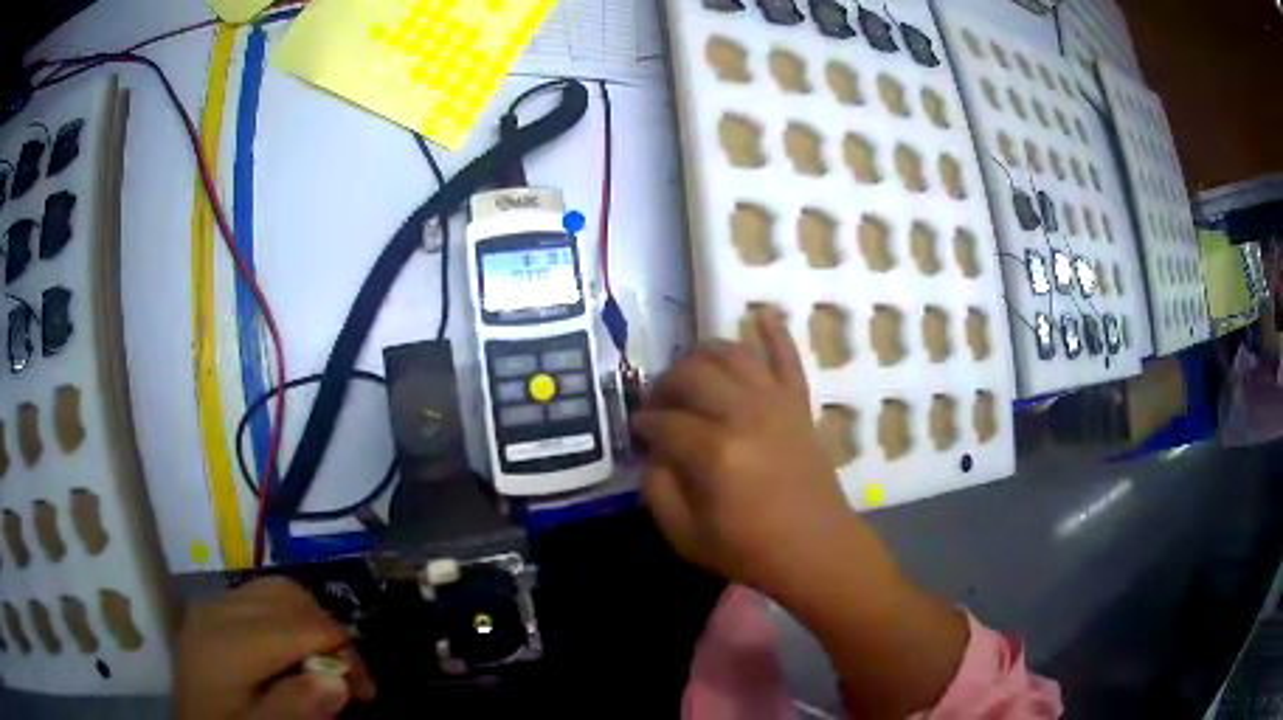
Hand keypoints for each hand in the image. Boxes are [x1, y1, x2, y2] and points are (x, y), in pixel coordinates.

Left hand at [175, 577, 375, 719]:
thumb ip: (295, 709)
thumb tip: (339, 682)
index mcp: (226, 643)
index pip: (300, 626)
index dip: (344, 653)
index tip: (367, 692)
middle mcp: (216, 610)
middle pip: (290, 597)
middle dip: (330, 633)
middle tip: (350, 680)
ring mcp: (211, 606)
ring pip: (276, 589)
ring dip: (310, 620)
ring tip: (325, 663)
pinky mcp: (212, 610)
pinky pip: (260, 595)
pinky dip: (288, 616)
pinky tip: (294, 649)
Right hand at [638, 315, 968, 717]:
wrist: (817, 549)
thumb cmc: (750, 550)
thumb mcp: (686, 535)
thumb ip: (658, 489)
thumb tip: (654, 452)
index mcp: (714, 453)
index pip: (664, 421)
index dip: (643, 423)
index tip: (638, 431)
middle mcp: (744, 415)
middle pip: (692, 374)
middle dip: (665, 384)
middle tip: (658, 404)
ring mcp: (776, 403)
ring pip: (731, 353)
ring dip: (702, 354)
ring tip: (690, 372)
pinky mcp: (800, 404)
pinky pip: (788, 357)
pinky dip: (774, 333)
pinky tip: (760, 316)